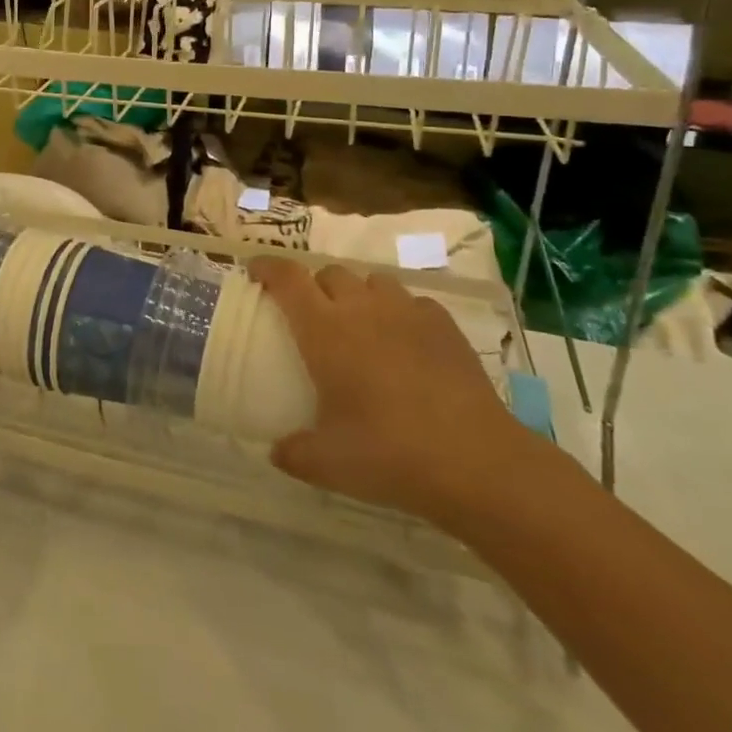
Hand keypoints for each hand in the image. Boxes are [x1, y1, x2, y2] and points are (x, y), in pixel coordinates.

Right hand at [250, 258, 543, 529]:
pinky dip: (400, 312)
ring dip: (358, 293)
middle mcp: (361, 308)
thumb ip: (292, 452)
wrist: (477, 462)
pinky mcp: (444, 325)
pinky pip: (413, 302)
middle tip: (310, 313)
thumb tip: (276, 451)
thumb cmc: (388, 453)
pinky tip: (404, 341)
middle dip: (314, 285)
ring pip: (372, 280)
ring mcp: (407, 312)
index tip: (255, 271)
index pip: (287, 278)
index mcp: (324, 330)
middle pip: (329, 273)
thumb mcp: (326, 464)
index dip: (268, 267)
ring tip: (359, 322)